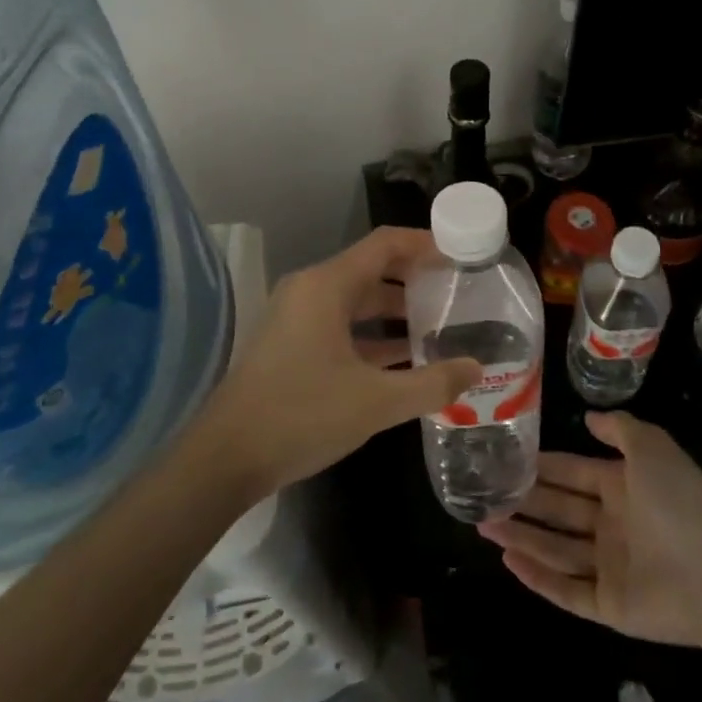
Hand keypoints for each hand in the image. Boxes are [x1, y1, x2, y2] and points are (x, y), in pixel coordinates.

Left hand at [199, 228, 481, 497]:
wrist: (226, 458)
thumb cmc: (302, 415)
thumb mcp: (376, 402)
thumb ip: (431, 384)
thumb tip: (475, 369)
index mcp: (327, 285)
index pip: (385, 244)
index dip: (425, 244)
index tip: (461, 254)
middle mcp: (310, 289)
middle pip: (372, 268)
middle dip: (415, 279)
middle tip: (459, 293)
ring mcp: (297, 316)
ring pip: (356, 300)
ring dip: (396, 311)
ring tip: (441, 325)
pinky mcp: (292, 343)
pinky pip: (341, 324)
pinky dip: (372, 335)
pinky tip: (405, 358)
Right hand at [478, 411, 701, 647]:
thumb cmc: (680, 502)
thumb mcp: (651, 447)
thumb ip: (620, 429)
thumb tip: (589, 418)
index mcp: (623, 488)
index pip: (572, 473)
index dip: (542, 466)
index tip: (507, 459)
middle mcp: (613, 526)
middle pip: (559, 511)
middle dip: (523, 501)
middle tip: (484, 494)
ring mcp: (611, 567)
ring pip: (556, 549)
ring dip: (521, 536)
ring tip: (484, 523)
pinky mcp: (610, 606)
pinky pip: (567, 591)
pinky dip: (538, 578)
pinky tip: (508, 561)